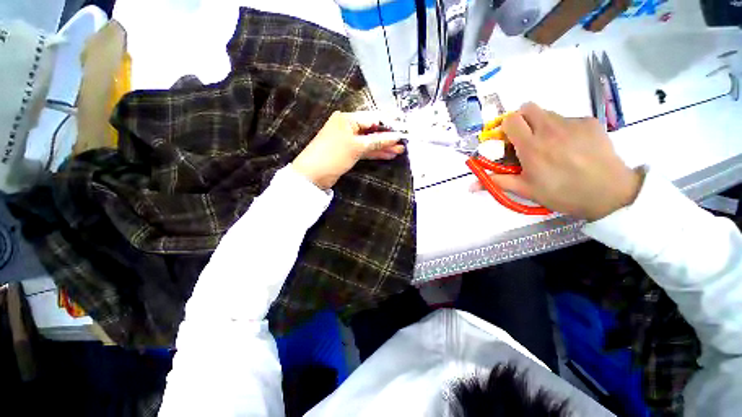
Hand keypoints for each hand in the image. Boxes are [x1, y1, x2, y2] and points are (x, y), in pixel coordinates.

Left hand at [291, 111, 404, 189]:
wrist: (313, 175)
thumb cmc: (334, 155)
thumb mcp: (357, 147)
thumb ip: (378, 141)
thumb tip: (397, 136)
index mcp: (348, 119)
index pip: (373, 119)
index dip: (389, 125)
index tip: (403, 131)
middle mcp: (348, 127)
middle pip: (372, 130)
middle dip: (387, 138)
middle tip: (403, 144)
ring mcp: (348, 140)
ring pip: (369, 142)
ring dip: (383, 147)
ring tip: (399, 151)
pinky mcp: (348, 152)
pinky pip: (364, 150)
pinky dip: (375, 153)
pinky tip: (387, 155)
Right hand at [472, 102, 641, 220]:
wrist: (609, 193)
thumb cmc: (561, 193)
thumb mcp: (525, 190)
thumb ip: (497, 182)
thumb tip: (470, 186)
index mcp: (531, 146)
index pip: (511, 120)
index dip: (507, 127)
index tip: (509, 140)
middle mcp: (550, 129)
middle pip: (528, 107)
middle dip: (523, 119)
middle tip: (527, 137)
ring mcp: (572, 123)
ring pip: (549, 113)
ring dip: (543, 124)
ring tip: (553, 145)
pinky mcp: (590, 122)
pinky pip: (569, 119)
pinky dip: (564, 129)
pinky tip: (573, 146)